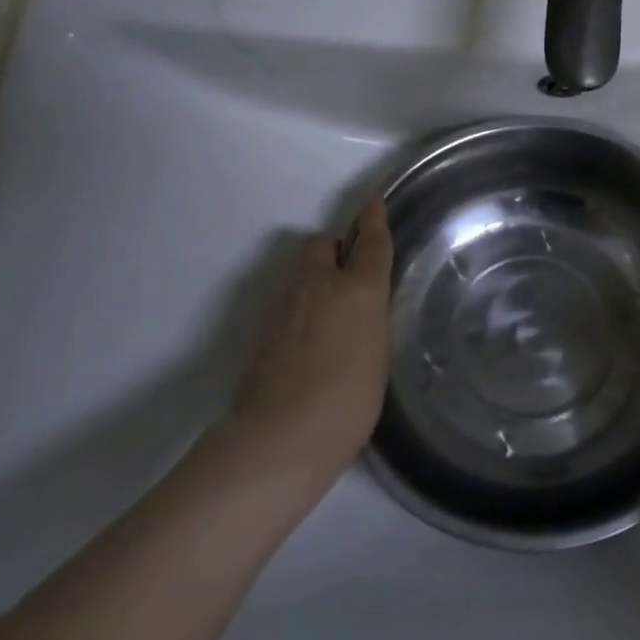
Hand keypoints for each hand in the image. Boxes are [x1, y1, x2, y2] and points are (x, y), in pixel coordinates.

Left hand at [227, 197, 394, 489]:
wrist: (279, 438)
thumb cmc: (348, 401)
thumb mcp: (378, 355)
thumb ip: (370, 321)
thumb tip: (360, 311)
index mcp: (357, 290)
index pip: (370, 242)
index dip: (374, 219)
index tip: (374, 201)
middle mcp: (318, 286)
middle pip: (320, 244)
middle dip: (333, 247)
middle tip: (347, 271)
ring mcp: (283, 306)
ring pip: (300, 273)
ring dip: (314, 279)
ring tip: (329, 314)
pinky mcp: (261, 331)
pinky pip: (286, 302)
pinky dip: (299, 309)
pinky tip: (308, 342)